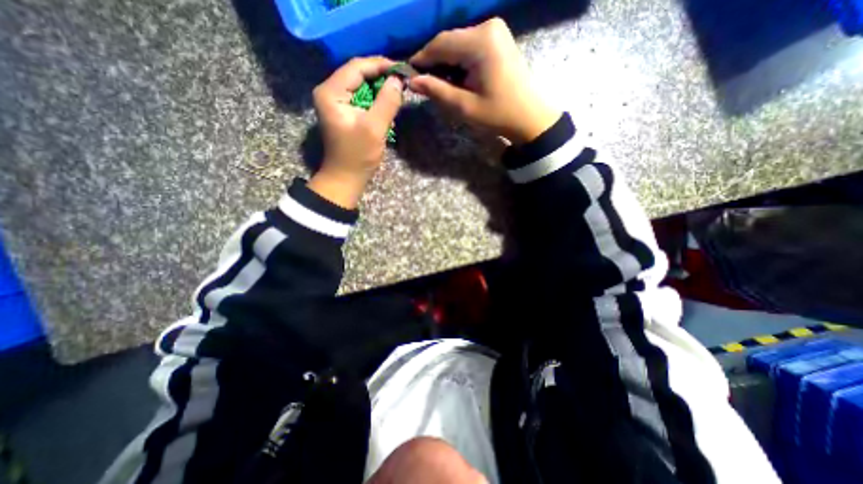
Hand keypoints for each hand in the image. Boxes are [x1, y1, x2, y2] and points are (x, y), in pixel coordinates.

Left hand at [310, 54, 404, 208]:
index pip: (357, 67)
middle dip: (381, 76)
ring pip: (361, 85)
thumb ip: (387, 102)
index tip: (402, 69)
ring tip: (398, 92)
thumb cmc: (358, 156)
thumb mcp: (374, 128)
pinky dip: (375, 100)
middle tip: (402, 80)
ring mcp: (335, 102)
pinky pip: (361, 98)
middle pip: (358, 73)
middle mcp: (329, 91)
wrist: (346, 178)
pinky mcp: (343, 112)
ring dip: (379, 88)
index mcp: (331, 92)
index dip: (380, 65)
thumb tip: (398, 80)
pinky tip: (387, 105)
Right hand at [409, 18, 558, 145]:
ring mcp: (495, 31)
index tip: (409, 73)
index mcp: (481, 42)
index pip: (441, 44)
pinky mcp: (498, 39)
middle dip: (435, 62)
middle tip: (425, 83)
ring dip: (447, 63)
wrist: (529, 117)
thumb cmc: (498, 115)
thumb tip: (412, 81)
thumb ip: (437, 91)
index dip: (422, 58)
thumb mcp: (465, 106)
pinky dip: (459, 61)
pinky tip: (457, 78)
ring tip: (441, 85)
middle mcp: (488, 27)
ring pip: (459, 43)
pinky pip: (470, 46)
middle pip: (450, 41)